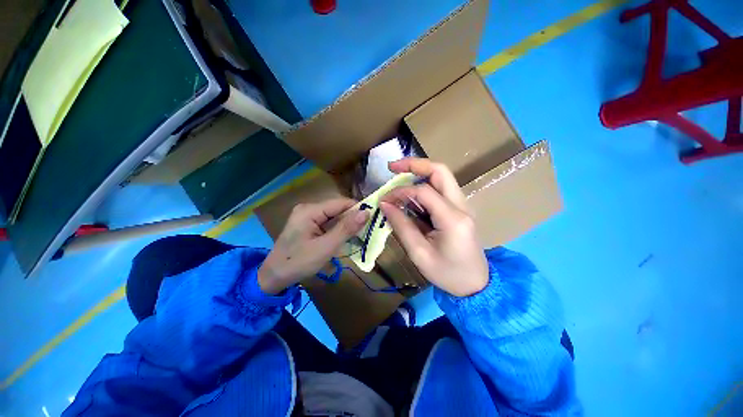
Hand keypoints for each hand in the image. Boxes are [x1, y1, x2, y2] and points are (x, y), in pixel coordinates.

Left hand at [258, 198, 368, 293]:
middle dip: (353, 219)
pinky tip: (346, 239)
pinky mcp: (308, 225)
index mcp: (310, 210)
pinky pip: (328, 224)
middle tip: (368, 231)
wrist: (273, 278)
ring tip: (361, 236)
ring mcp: (307, 217)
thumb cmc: (298, 263)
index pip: (341, 203)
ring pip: (334, 217)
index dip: (358, 209)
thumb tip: (366, 212)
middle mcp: (309, 209)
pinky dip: (338, 231)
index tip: (374, 219)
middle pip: (338, 209)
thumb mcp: (326, 247)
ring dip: (347, 226)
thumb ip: (346, 229)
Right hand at [380, 158, 487, 296]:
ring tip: (398, 179)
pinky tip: (409, 196)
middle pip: (440, 171)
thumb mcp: (419, 254)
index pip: (424, 192)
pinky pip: (441, 190)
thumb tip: (384, 204)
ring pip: (441, 177)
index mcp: (453, 219)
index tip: (385, 199)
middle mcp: (462, 206)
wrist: (476, 285)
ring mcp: (463, 205)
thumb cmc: (448, 274)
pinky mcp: (459, 209)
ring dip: (418, 174)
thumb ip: (401, 226)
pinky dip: (423, 186)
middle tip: (392, 167)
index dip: (401, 191)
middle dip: (414, 164)